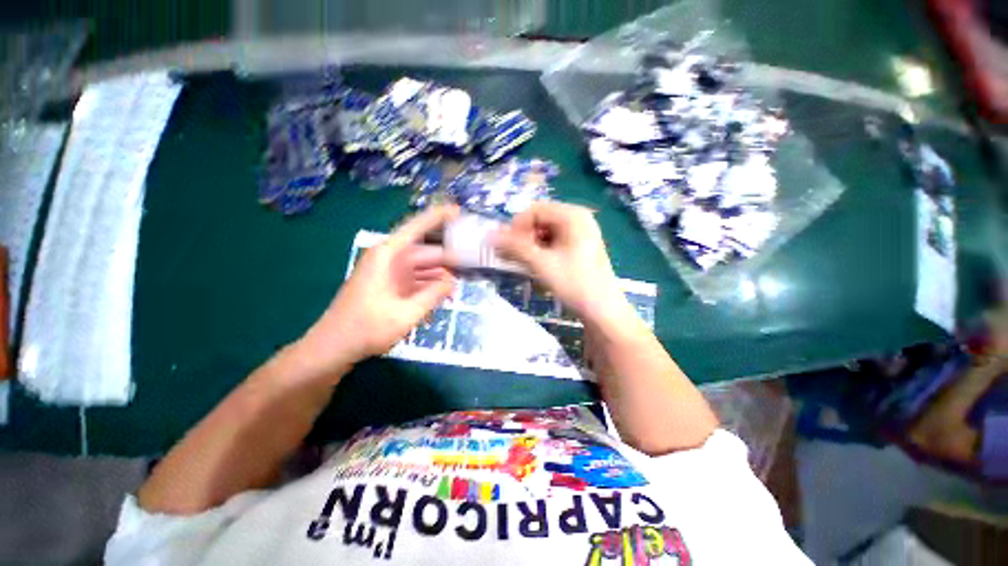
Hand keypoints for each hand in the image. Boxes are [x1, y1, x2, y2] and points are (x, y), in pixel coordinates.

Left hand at [299, 205, 459, 370]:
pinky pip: (416, 280)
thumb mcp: (406, 313)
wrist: (334, 347)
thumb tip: (452, 281)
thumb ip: (433, 295)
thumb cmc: (366, 328)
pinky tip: (442, 298)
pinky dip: (429, 288)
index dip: (438, 216)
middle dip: (449, 260)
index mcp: (388, 255)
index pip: (417, 227)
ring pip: (423, 268)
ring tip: (459, 288)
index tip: (459, 211)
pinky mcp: (391, 285)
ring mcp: (390, 273)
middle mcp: (390, 259)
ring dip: (440, 277)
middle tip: (472, 266)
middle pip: (426, 252)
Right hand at [493, 202, 624, 318]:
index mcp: (573, 216)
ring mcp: (579, 234)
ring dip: (529, 246)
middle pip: (539, 220)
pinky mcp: (578, 248)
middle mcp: (578, 219)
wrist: (603, 311)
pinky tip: (533, 265)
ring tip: (519, 263)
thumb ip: (515, 247)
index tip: (506, 247)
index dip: (516, 227)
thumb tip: (489, 236)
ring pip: (545, 233)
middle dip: (522, 237)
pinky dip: (540, 252)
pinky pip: (553, 243)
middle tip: (510, 256)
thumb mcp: (542, 264)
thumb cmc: (575, 284)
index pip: (534, 211)